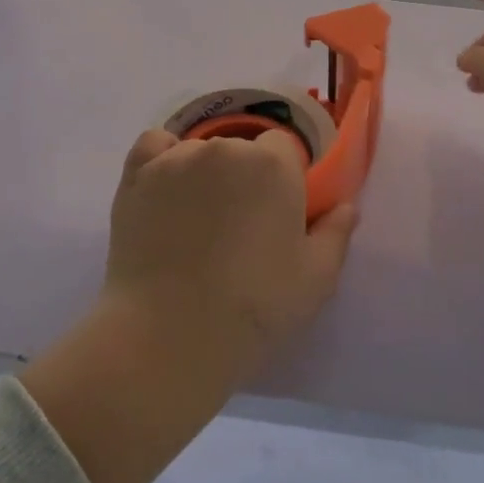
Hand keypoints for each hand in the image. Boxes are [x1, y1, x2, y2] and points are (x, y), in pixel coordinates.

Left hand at [21, 129, 357, 482]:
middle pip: (240, 149)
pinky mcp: (137, 176)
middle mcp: (224, 148)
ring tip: (196, 223)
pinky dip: (162, 159)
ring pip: (199, 151)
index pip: (282, 148)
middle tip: (238, 227)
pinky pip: (154, 145)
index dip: (282, 179)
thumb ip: (335, 233)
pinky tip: (165, 191)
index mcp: (273, 165)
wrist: (170, 337)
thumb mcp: (315, 279)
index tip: (275, 214)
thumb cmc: (254, 308)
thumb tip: (346, 205)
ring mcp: (176, 159)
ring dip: (204, 174)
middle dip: (244, 177)